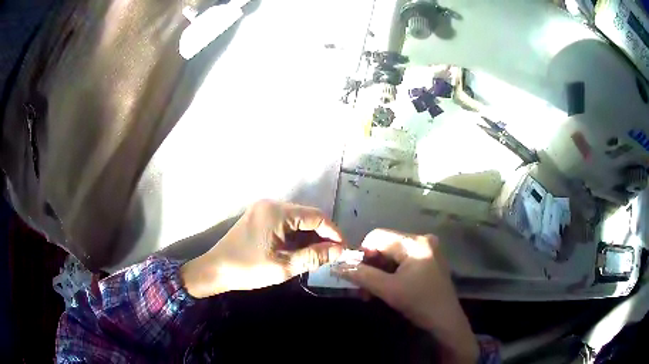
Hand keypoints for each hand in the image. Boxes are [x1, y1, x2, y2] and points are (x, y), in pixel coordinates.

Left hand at [181, 200, 343, 297]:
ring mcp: (264, 209)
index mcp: (277, 212)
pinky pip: (285, 222)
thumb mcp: (284, 266)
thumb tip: (340, 251)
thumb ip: (314, 256)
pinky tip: (300, 249)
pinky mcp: (259, 216)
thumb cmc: (248, 269)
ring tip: (318, 254)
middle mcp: (271, 204)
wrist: (215, 269)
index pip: (317, 216)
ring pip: (297, 219)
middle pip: (307, 215)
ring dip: (309, 235)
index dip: (334, 232)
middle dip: (322, 234)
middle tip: (332, 255)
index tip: (343, 249)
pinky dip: (296, 235)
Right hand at [333, 229, 478, 363]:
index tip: (356, 274)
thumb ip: (362, 275)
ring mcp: (427, 250)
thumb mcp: (388, 289)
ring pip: (392, 255)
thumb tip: (337, 266)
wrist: (446, 320)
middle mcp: (422, 240)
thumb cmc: (419, 303)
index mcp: (415, 242)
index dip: (363, 253)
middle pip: (385, 245)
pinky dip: (390, 274)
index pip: (378, 236)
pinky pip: (402, 261)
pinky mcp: (428, 261)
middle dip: (370, 266)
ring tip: (370, 293)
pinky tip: (385, 289)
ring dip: (379, 273)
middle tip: (362, 288)